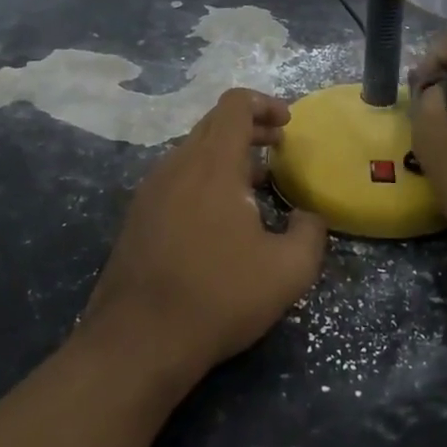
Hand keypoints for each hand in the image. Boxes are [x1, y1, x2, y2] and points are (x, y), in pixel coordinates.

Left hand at [82, 89, 327, 385]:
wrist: (138, 341)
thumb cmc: (219, 296)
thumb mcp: (289, 270)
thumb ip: (310, 232)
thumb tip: (306, 216)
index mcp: (212, 164)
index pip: (235, 105)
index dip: (265, 104)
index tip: (288, 125)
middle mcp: (176, 166)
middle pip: (213, 124)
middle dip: (250, 128)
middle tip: (278, 148)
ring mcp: (150, 191)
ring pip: (192, 152)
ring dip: (226, 156)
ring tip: (254, 185)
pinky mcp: (136, 217)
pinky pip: (176, 179)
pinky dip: (204, 178)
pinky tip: (220, 217)